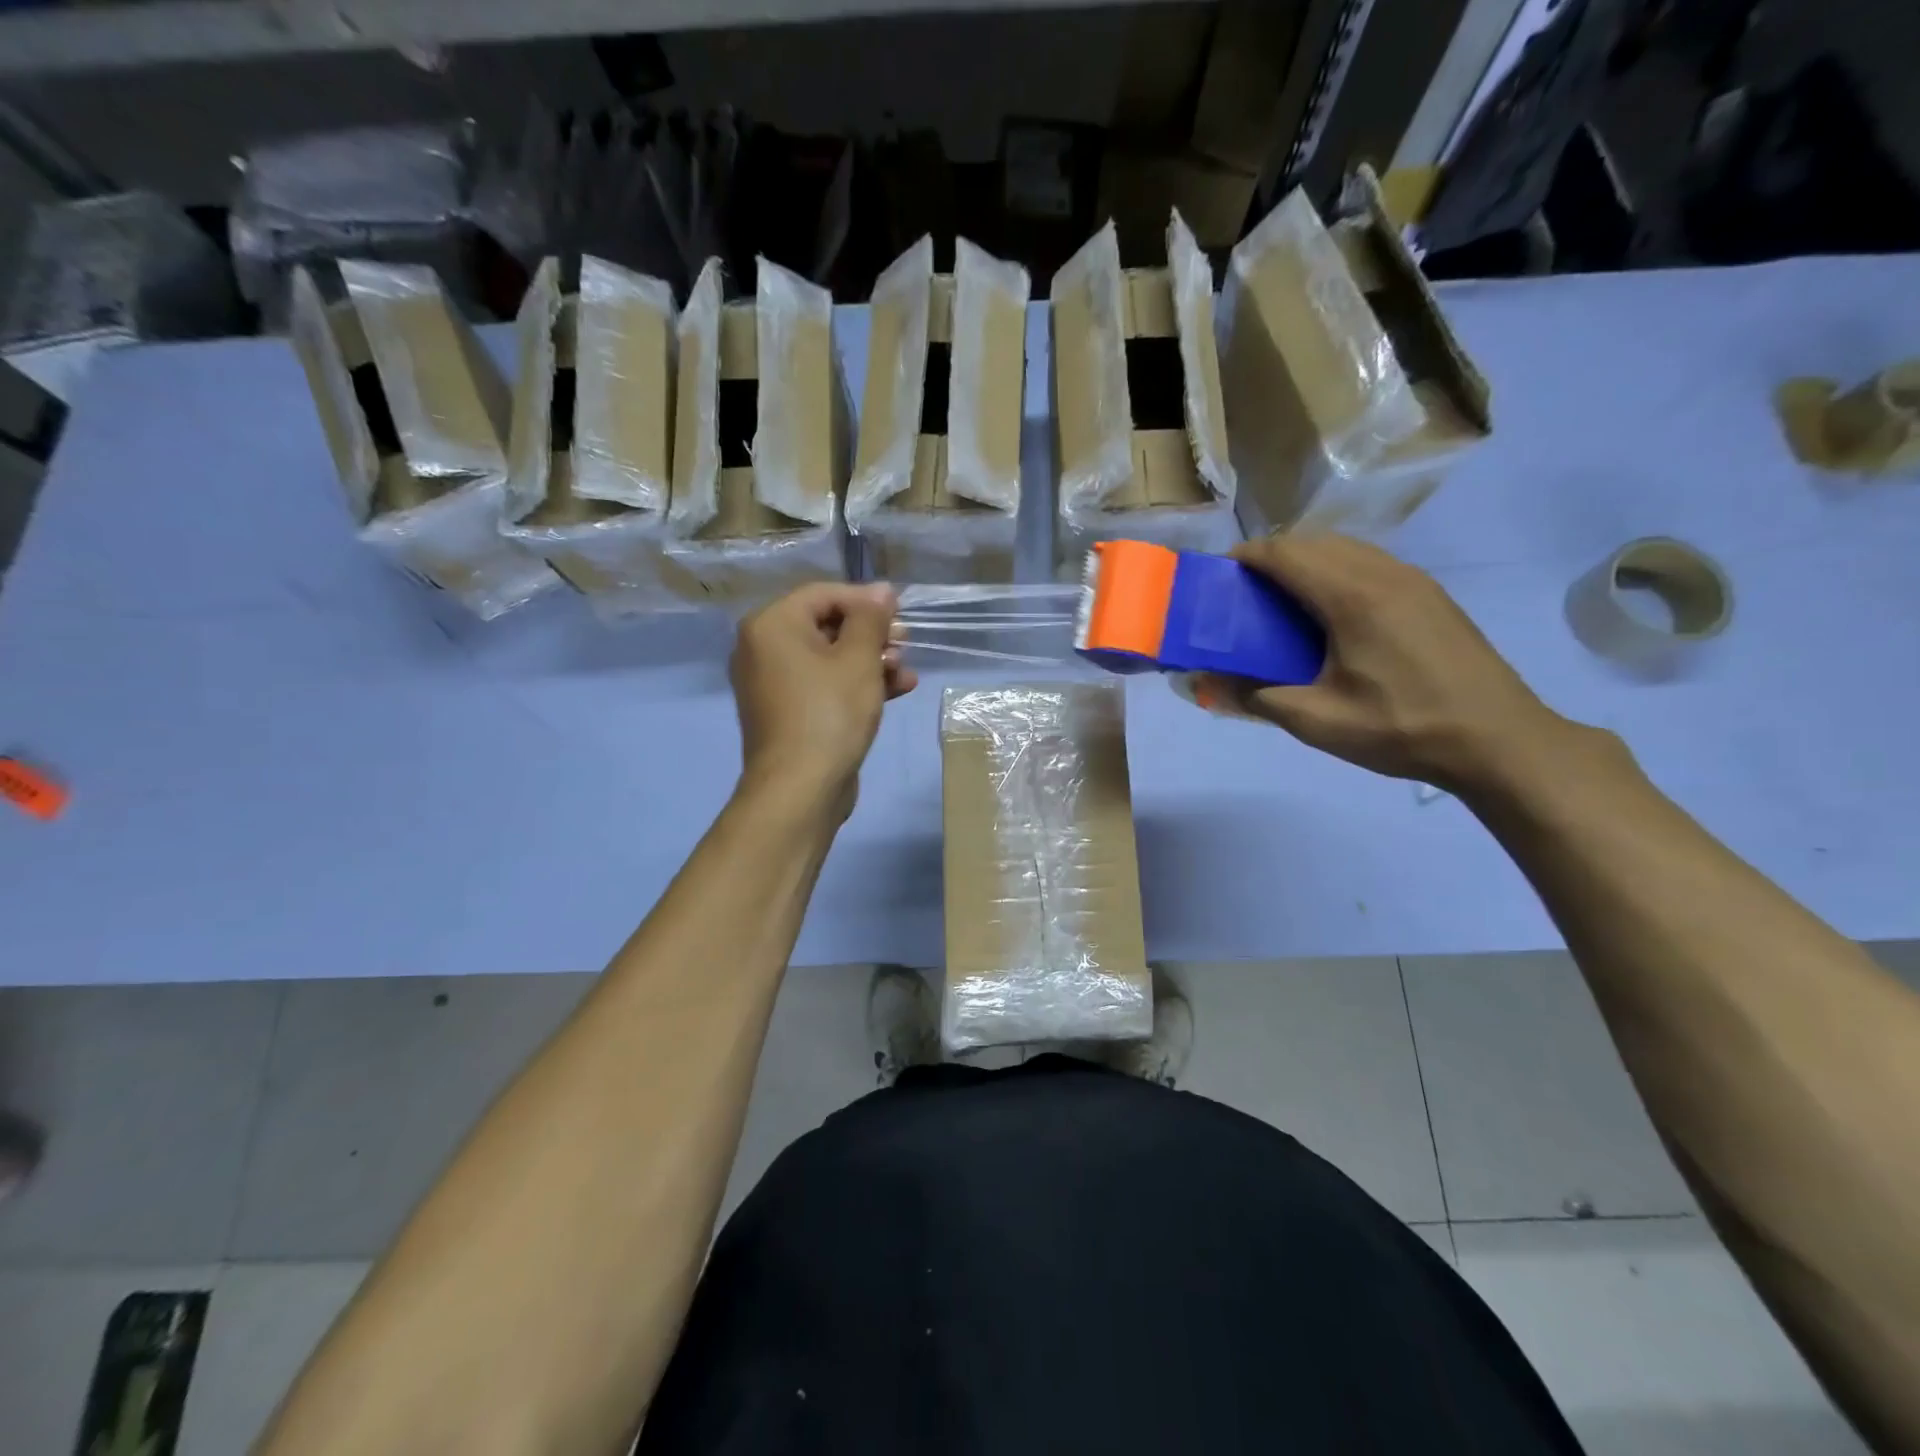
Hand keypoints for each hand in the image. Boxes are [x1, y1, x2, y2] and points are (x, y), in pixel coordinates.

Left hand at [730, 582, 916, 813]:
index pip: (823, 594)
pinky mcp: (788, 712)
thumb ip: (871, 618)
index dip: (866, 599)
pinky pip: (824, 685)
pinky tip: (897, 689)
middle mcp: (763, 648)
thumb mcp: (858, 658)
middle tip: (906, 642)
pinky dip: (856, 684)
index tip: (901, 612)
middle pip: (826, 625)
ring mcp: (774, 684)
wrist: (801, 788)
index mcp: (771, 625)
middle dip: (872, 633)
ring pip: (829, 658)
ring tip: (906, 671)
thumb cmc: (830, 713)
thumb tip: (882, 590)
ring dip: (871, 660)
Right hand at [1200, 534, 1578, 793]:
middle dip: (1271, 558)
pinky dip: (1336, 573)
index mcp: (1352, 596)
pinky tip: (1329, 616)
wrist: (1499, 741)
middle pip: (1313, 542)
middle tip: (1243, 596)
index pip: (1286, 552)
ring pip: (1345, 549)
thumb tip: (1203, 682)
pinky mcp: (1430, 596)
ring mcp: (1413, 581)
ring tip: (1281, 603)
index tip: (1218, 579)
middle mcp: (1383, 573)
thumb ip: (1254, 695)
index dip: (1246, 557)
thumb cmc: (1401, 728)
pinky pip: (1369, 564)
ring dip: (1306, 562)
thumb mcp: (1316, 721)